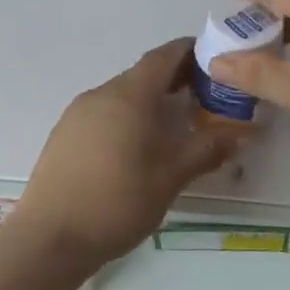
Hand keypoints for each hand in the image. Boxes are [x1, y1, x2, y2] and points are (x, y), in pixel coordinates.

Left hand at [17, 38, 237, 266]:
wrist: (51, 237)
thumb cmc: (118, 200)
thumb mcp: (171, 177)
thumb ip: (206, 149)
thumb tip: (239, 132)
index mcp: (128, 95)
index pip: (163, 56)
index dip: (189, 52)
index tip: (214, 61)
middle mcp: (100, 94)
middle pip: (142, 75)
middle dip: (174, 80)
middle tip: (204, 98)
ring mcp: (76, 114)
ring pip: (121, 96)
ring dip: (149, 101)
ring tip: (174, 125)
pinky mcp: (64, 135)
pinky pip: (103, 114)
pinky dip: (127, 118)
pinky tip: (137, 147)